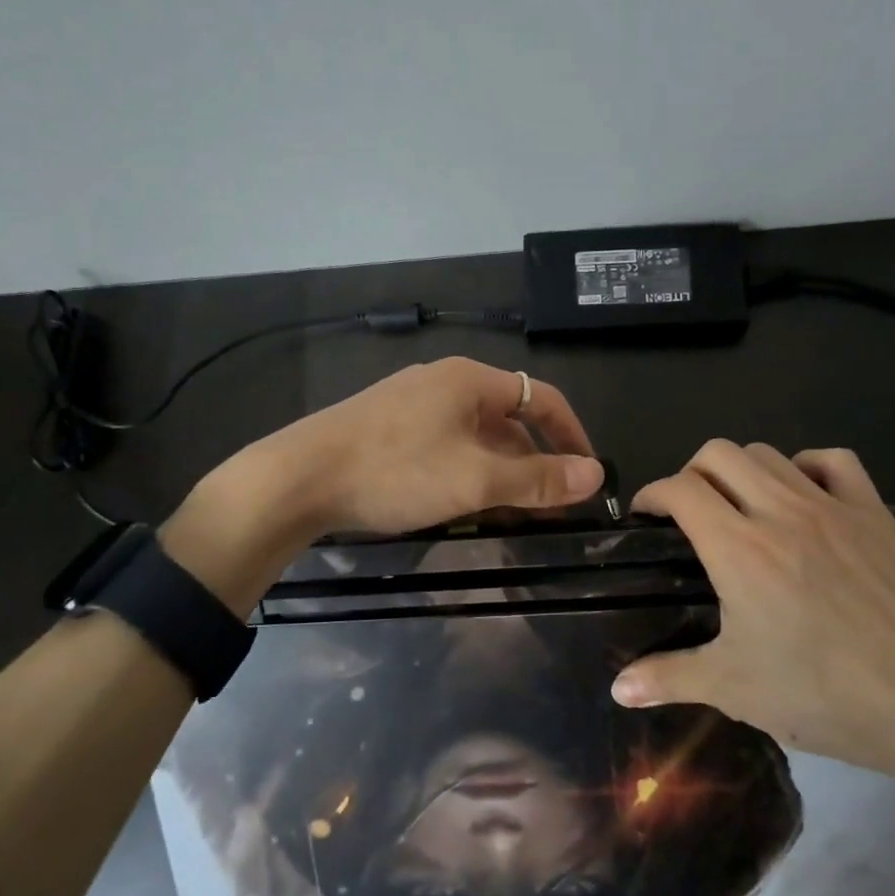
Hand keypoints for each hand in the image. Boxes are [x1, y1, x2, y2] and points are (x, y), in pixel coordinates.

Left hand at [270, 356, 604, 534]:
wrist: (298, 478)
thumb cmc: (396, 471)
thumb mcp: (476, 480)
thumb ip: (537, 479)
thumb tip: (596, 475)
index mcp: (470, 380)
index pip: (541, 397)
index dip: (572, 434)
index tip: (588, 475)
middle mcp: (443, 382)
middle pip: (507, 419)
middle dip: (532, 462)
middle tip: (547, 507)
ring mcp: (410, 403)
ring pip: (473, 436)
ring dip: (498, 472)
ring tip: (508, 514)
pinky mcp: (385, 427)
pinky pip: (443, 446)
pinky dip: (464, 472)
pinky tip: (459, 505)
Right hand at [609, 441, 894, 785]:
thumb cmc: (824, 694)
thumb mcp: (735, 688)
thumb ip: (668, 677)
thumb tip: (617, 688)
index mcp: (738, 547)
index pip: (680, 488)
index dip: (652, 495)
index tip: (646, 519)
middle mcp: (780, 510)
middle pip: (719, 453)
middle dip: (691, 473)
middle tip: (690, 513)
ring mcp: (831, 506)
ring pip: (769, 453)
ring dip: (741, 470)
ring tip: (740, 507)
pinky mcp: (874, 513)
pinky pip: (834, 460)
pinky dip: (806, 466)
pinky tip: (801, 495)